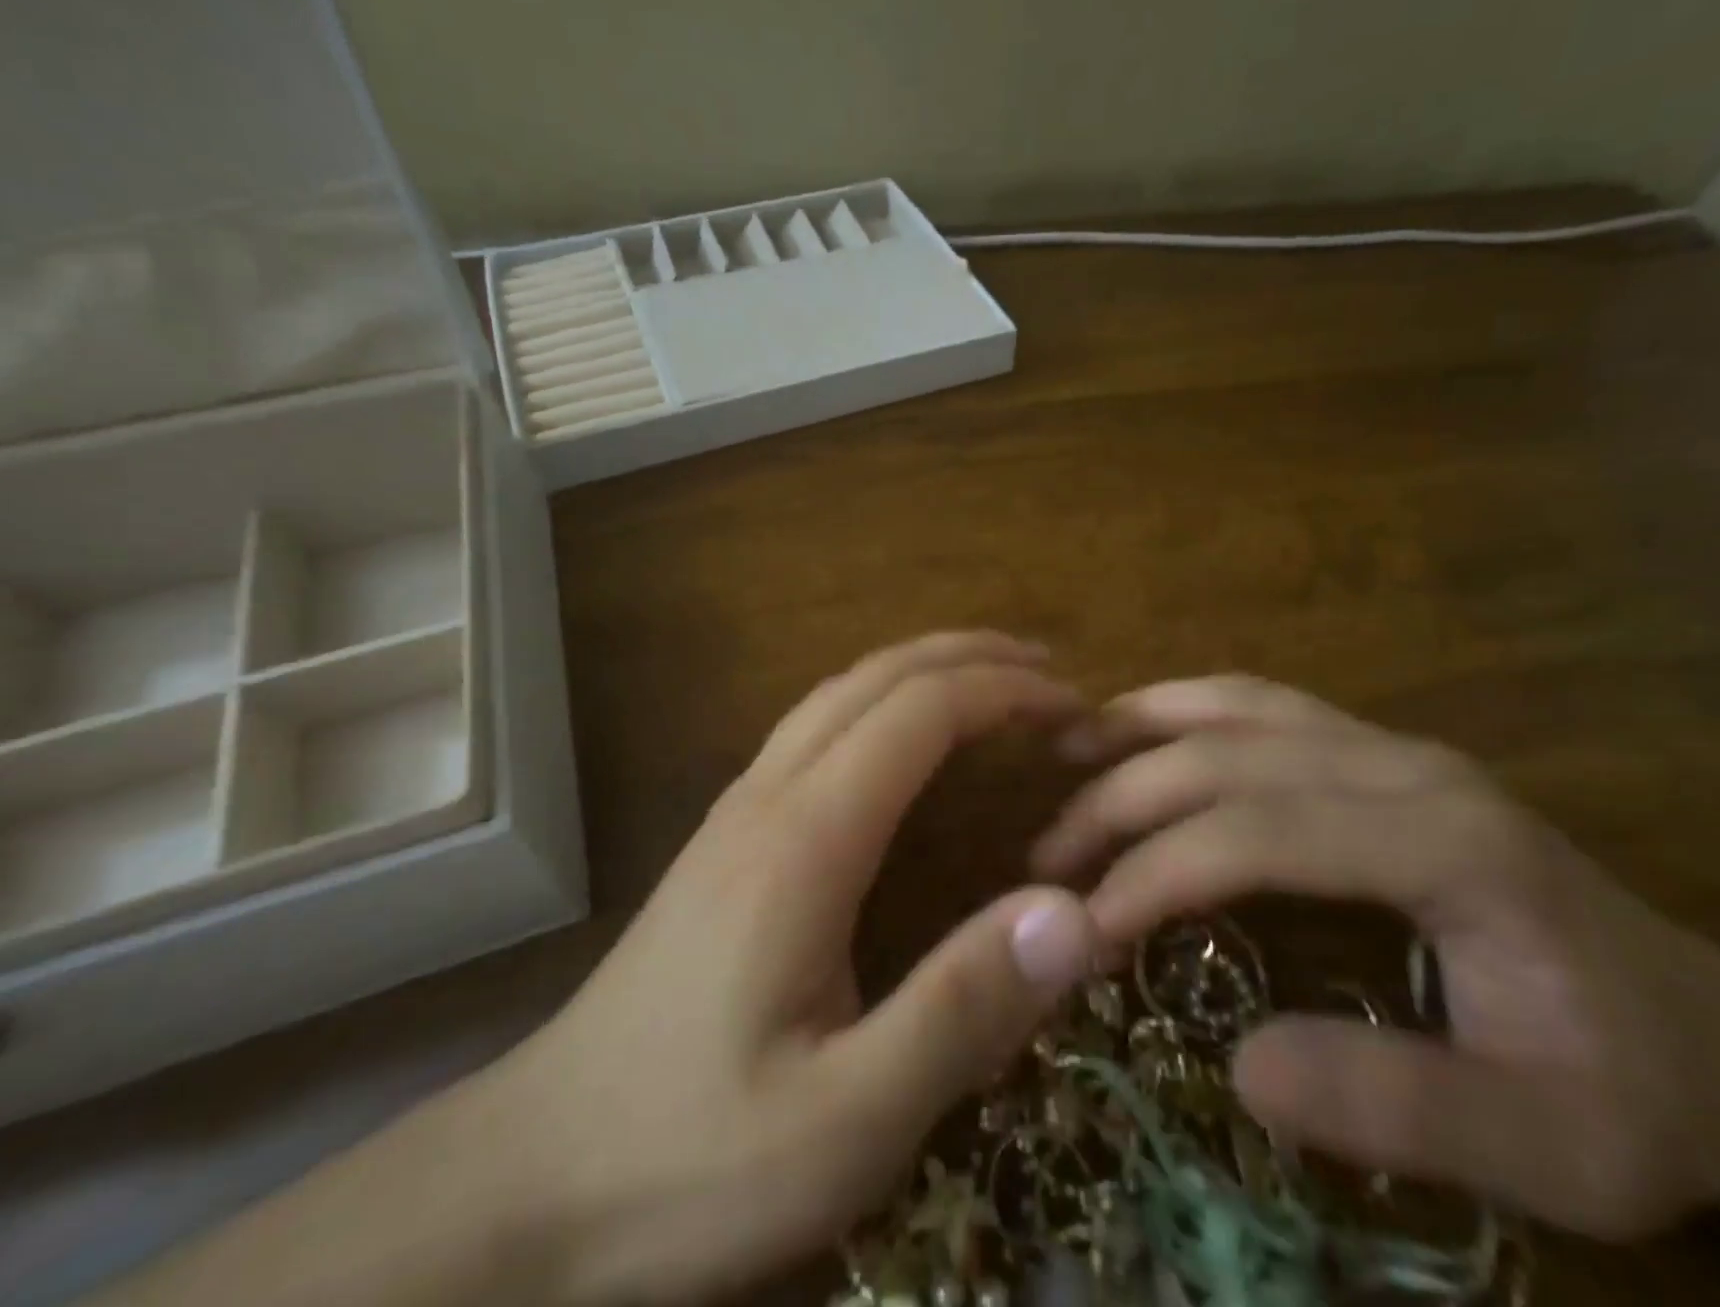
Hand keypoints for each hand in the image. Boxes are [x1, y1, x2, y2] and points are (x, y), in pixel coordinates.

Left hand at [497, 633, 1098, 1303]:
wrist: (527, 1182)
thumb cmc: (688, 1161)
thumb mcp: (845, 1123)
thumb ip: (962, 1012)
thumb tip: (1074, 912)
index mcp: (805, 839)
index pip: (919, 712)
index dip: (1003, 691)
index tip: (1072, 707)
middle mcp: (769, 796)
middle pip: (877, 677)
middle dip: (969, 656)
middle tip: (1049, 671)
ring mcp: (738, 810)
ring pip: (838, 691)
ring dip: (921, 667)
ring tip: (991, 680)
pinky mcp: (726, 836)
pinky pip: (814, 725)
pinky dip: (881, 699)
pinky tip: (903, 737)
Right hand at [1032, 676, 1719, 1239]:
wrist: (1714, 1032)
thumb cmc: (1627, 1089)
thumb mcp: (1546, 1147)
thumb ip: (1397, 1107)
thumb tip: (1239, 1065)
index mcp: (1448, 842)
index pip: (1262, 830)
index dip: (1160, 868)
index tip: (1086, 920)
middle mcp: (1405, 765)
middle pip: (1232, 755)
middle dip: (1125, 798)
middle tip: (1048, 854)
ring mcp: (1389, 745)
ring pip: (1240, 705)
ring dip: (1144, 724)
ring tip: (1065, 749)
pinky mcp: (1374, 749)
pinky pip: (1261, 705)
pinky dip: (1187, 708)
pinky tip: (1142, 728)